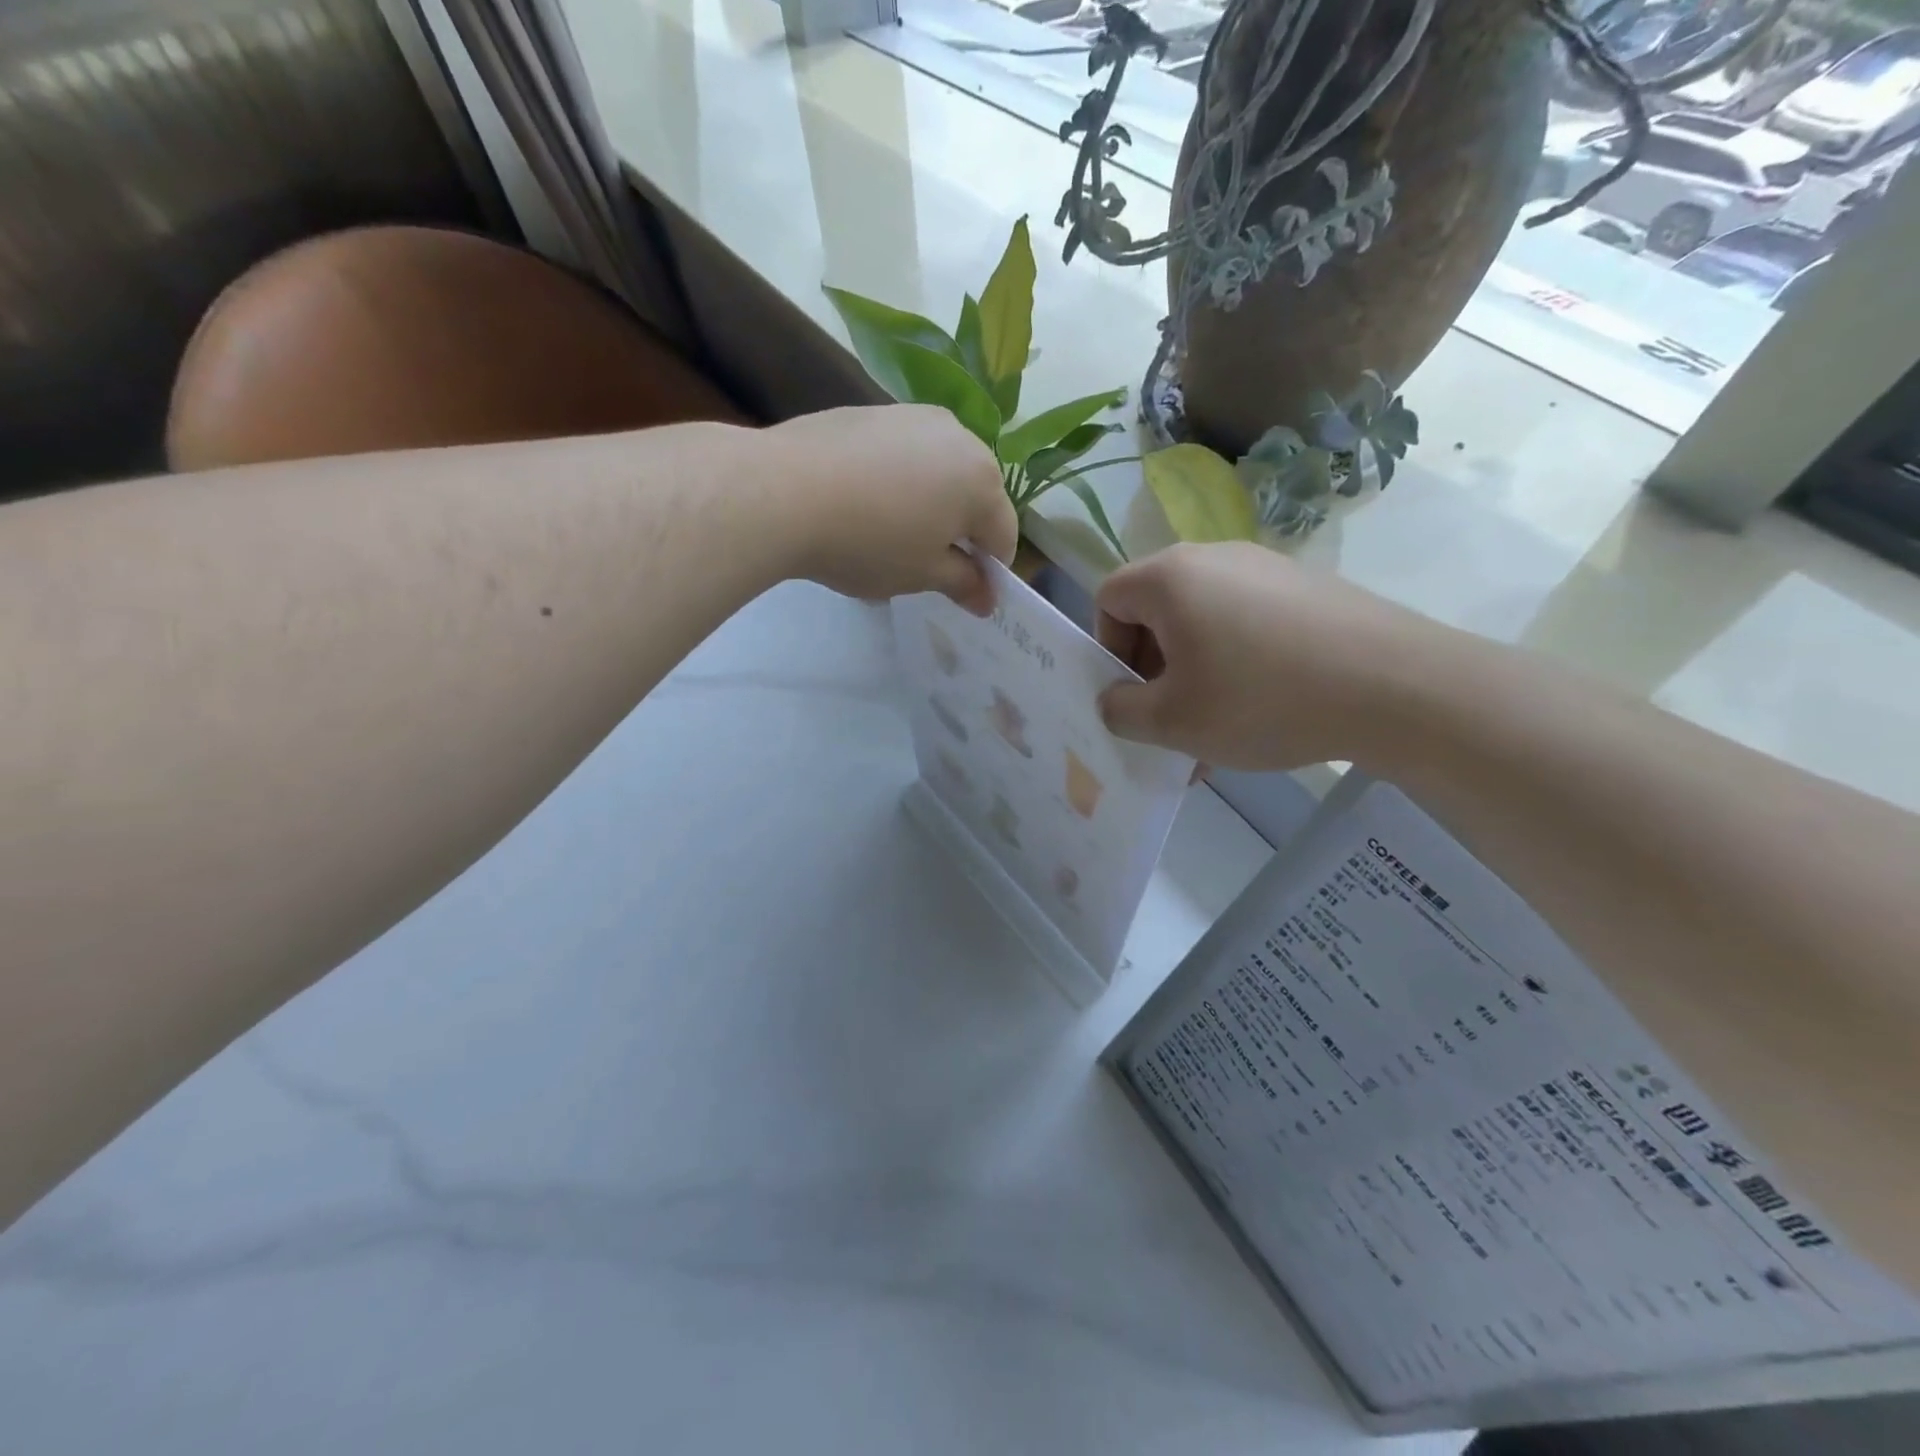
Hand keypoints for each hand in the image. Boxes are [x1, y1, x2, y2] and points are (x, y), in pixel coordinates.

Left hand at [765, 405, 1017, 613]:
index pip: (1004, 535)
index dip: (990, 571)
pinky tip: (865, 502)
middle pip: (976, 495)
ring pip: (940, 470)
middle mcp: (959, 437)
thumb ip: (962, 583)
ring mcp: (914, 417)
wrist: (782, 491)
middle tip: (930, 564)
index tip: (968, 595)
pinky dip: (898, 479)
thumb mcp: (921, 574)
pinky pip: (903, 453)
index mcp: (982, 481)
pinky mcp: (873, 410)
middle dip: (962, 531)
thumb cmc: (868, 542)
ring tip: (894, 532)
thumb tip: (987, 597)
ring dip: (931, 502)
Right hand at [1094, 542, 1441, 771]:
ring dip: (1194, 674)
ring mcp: (1266, 568)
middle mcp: (1213, 557)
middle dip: (1152, 668)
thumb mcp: (1172, 722)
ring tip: (1215, 730)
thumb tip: (1114, 699)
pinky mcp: (1305, 588)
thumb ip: (1121, 711)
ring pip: (1203, 622)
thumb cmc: (1260, 699)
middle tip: (1171, 719)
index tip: (1133, 694)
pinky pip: (1246, 624)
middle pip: (1156, 609)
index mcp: (1170, 577)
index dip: (1107, 649)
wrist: (1394, 686)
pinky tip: (1261, 713)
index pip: (1108, 598)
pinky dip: (1237, 664)